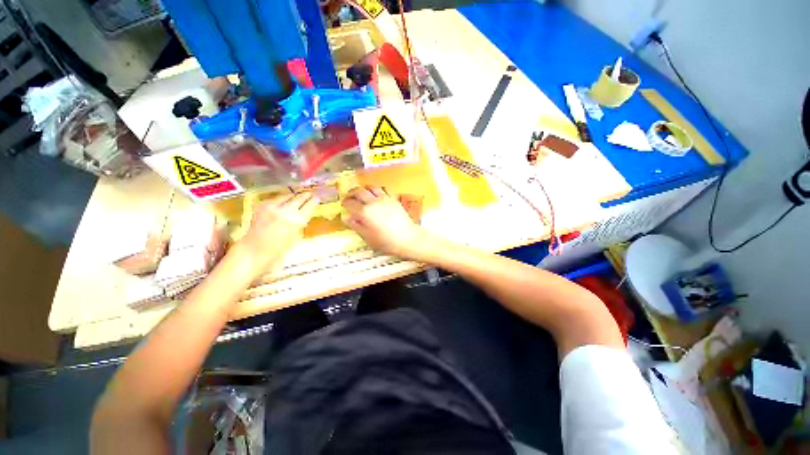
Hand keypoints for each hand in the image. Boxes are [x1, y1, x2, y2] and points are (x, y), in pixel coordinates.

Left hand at [237, 192, 318, 273]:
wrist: (254, 250)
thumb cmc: (279, 248)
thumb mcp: (296, 236)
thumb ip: (301, 222)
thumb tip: (305, 213)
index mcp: (297, 220)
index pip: (309, 205)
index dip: (314, 201)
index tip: (317, 198)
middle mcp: (286, 211)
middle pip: (299, 198)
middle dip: (305, 196)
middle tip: (310, 194)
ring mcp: (273, 207)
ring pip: (287, 196)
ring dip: (294, 196)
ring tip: (298, 196)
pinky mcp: (262, 205)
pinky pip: (275, 199)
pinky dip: (281, 199)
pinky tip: (284, 201)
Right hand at [342, 186, 428, 259]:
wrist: (408, 238)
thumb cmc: (386, 242)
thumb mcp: (368, 238)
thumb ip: (357, 226)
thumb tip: (347, 217)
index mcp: (364, 212)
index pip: (350, 203)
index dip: (345, 203)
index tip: (344, 205)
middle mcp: (373, 202)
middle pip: (358, 191)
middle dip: (351, 193)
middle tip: (349, 197)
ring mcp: (384, 199)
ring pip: (370, 187)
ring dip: (363, 189)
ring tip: (362, 194)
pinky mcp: (393, 199)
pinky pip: (382, 189)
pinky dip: (375, 190)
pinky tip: (375, 195)